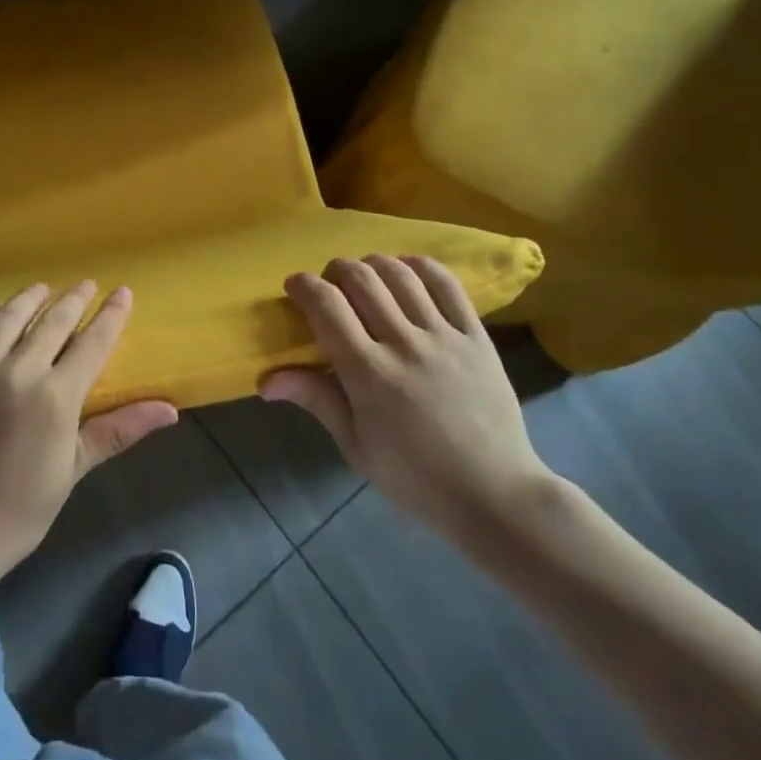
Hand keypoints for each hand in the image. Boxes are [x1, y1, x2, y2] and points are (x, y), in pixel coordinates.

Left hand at [0, 282, 178, 582]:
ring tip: (42, 289)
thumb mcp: (73, 469)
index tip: (122, 293)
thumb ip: (119, 430)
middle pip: (53, 321)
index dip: (111, 315)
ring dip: (30, 298)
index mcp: (55, 397)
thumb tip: (170, 410)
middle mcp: (16, 371)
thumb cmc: (17, 509)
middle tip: (86, 284)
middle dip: (74, 299)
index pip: (92, 342)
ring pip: (7, 316)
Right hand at [264, 255, 556, 548]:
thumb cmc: (415, 478)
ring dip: (373, 264)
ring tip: (365, 277)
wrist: (495, 495)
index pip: (326, 306)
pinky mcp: (476, 336)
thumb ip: (315, 399)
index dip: (304, 286)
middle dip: (335, 270)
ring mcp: (444, 336)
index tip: (295, 287)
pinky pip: (447, 285)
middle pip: (360, 278)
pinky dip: (420, 267)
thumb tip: (265, 380)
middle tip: (329, 285)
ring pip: (400, 274)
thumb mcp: (356, 446)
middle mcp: (404, 344)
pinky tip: (406, 271)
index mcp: (369, 373)